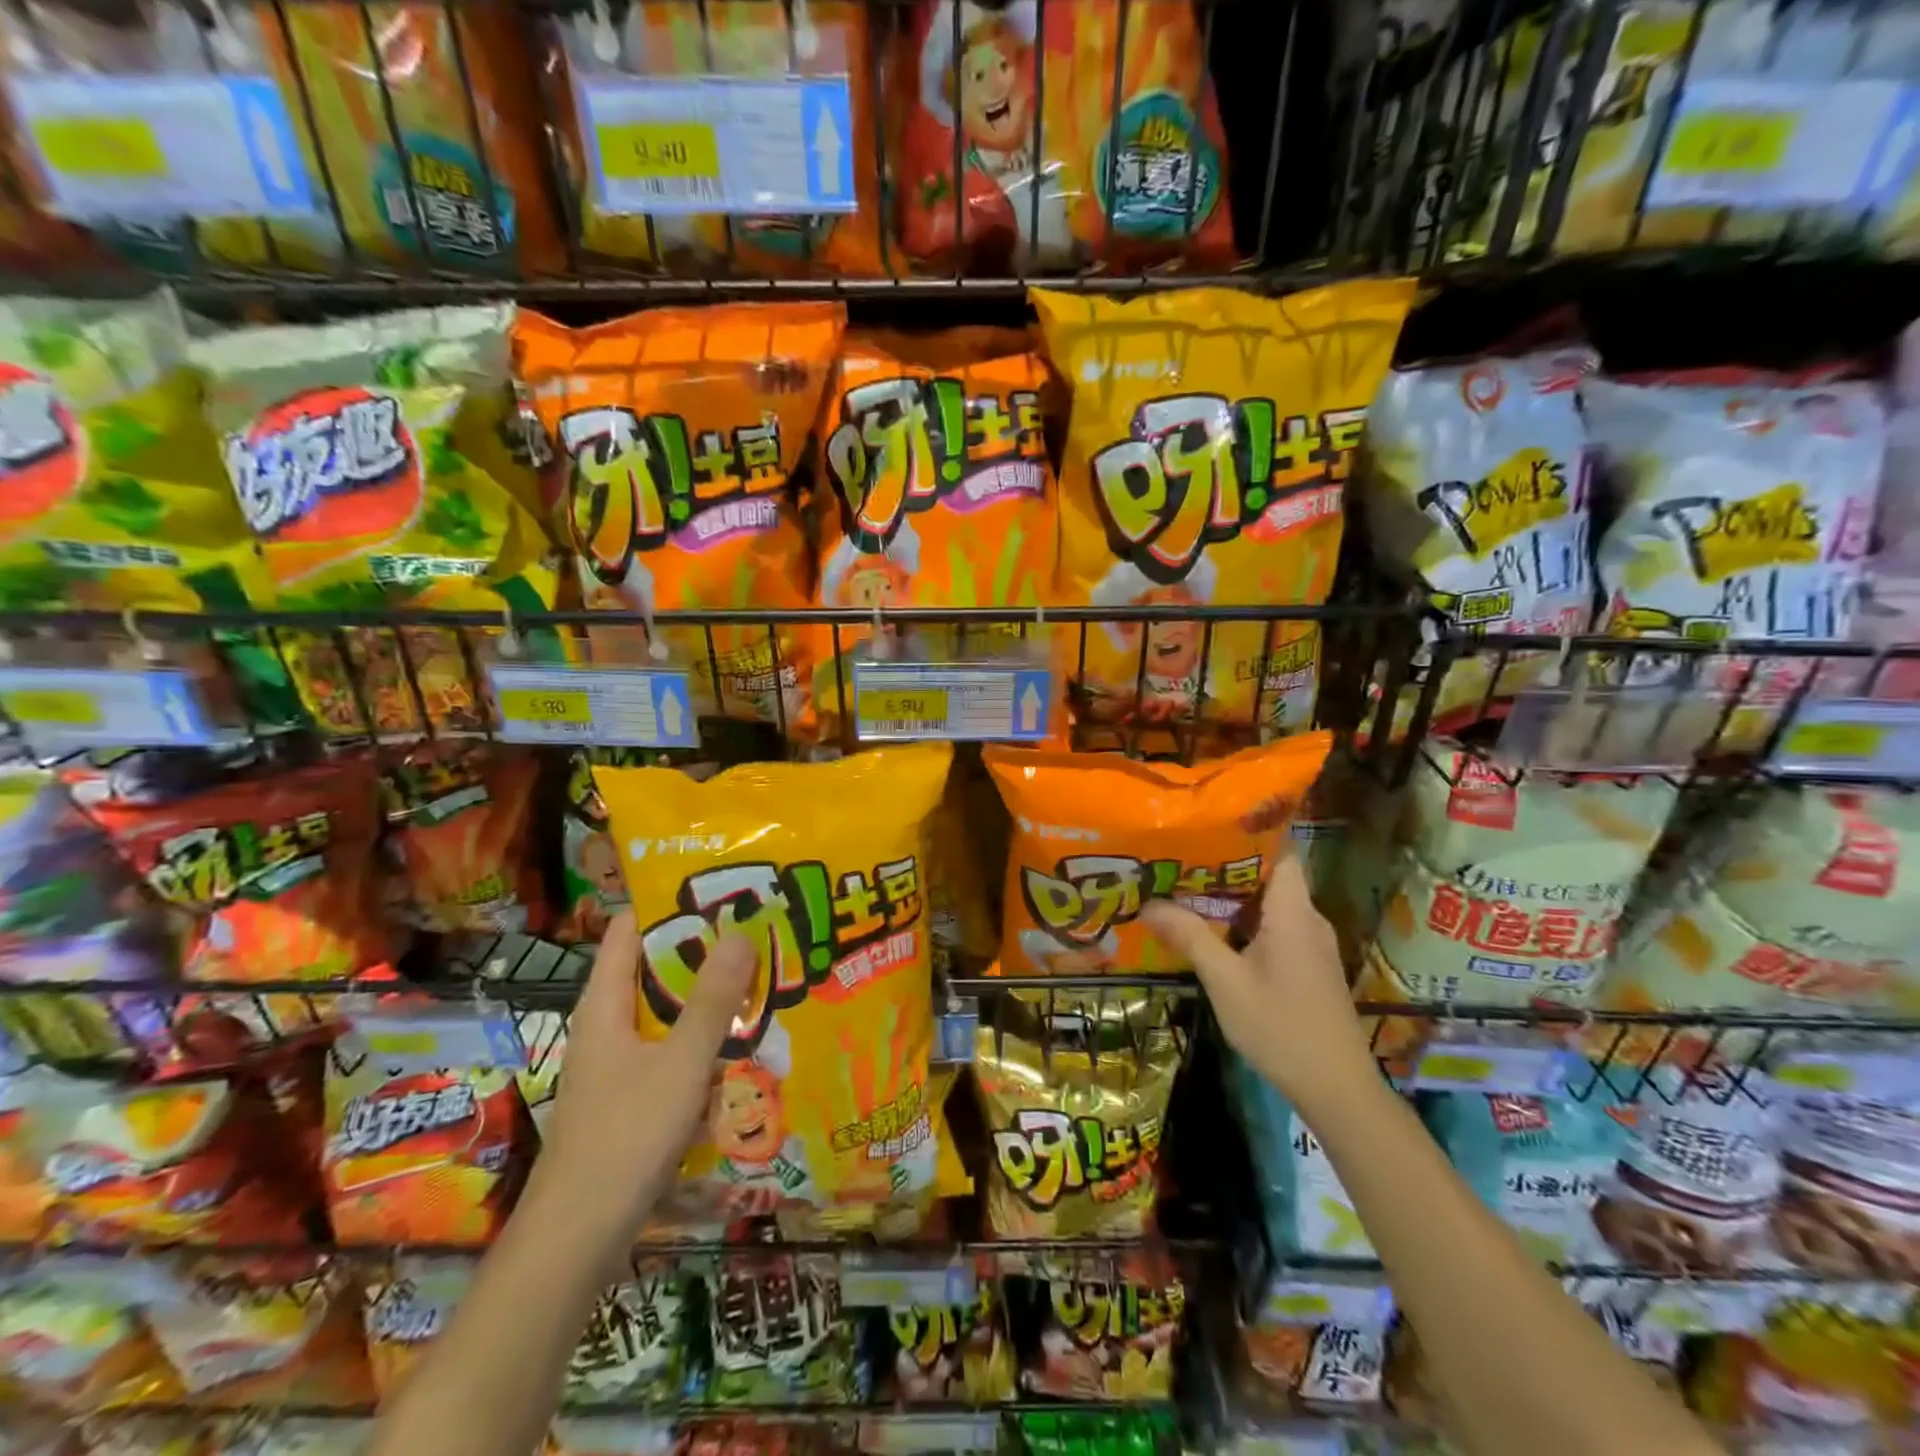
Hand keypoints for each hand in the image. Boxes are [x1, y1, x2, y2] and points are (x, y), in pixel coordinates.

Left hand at [529, 911, 753, 1237]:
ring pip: (663, 1014)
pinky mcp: (627, 1099)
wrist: (576, 1241)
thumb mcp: (680, 1063)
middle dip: (700, 950)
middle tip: (754, 930)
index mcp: (604, 1006)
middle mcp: (605, 1027)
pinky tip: (736, 1047)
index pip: (628, 931)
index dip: (667, 903)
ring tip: (757, 979)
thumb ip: (711, 1000)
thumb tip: (740, 932)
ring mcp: (615, 1066)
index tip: (718, 887)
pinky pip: (668, 1051)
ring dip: (703, 997)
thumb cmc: (625, 1137)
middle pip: (650, 970)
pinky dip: (699, 1039)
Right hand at [1142, 854, 1375, 1111]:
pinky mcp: (1309, 965)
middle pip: (1270, 875)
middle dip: (1226, 864)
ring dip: (1233, 895)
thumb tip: (1148, 904)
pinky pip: (1275, 926)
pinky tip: (1213, 930)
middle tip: (1180, 856)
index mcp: (1293, 913)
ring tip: (1187, 887)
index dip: (1249, 832)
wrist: (1337, 1089)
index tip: (1208, 822)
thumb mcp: (1226, 983)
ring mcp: (1312, 944)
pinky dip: (1245, 920)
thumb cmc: (1281, 1028)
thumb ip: (1190, 938)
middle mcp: (1308, 919)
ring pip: (1271, 903)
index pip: (1280, 851)